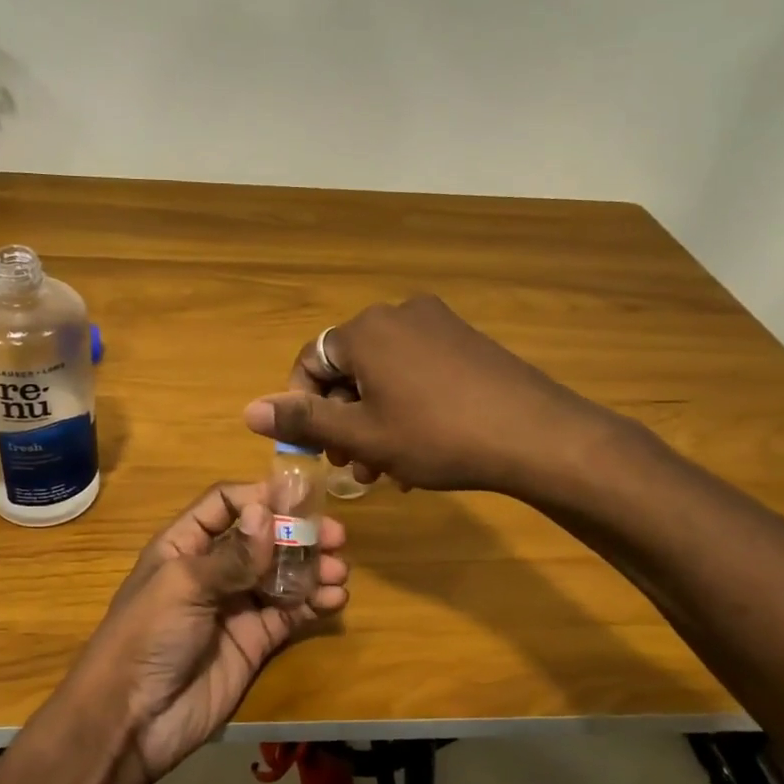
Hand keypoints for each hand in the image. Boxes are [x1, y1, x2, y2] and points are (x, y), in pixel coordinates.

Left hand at [74, 482, 348, 781]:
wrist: (133, 720)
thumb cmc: (148, 636)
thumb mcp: (183, 586)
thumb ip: (231, 554)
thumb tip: (267, 512)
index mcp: (185, 545)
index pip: (226, 504)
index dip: (261, 496)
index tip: (302, 498)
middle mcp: (214, 569)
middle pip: (263, 538)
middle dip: (299, 534)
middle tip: (336, 537)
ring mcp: (237, 605)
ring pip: (283, 574)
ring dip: (312, 568)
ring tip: (339, 572)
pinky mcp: (256, 640)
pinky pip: (290, 612)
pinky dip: (314, 602)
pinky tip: (334, 599)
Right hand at [242, 295, 611, 494]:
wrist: (535, 435)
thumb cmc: (437, 436)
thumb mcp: (362, 435)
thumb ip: (304, 419)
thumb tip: (248, 410)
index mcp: (365, 330)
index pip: (310, 362)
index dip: (303, 408)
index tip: (316, 449)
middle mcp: (397, 314)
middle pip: (349, 368)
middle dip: (344, 419)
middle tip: (352, 466)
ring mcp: (437, 324)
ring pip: (384, 375)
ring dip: (374, 420)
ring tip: (386, 469)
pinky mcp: (466, 341)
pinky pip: (416, 371)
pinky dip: (406, 406)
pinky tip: (419, 449)